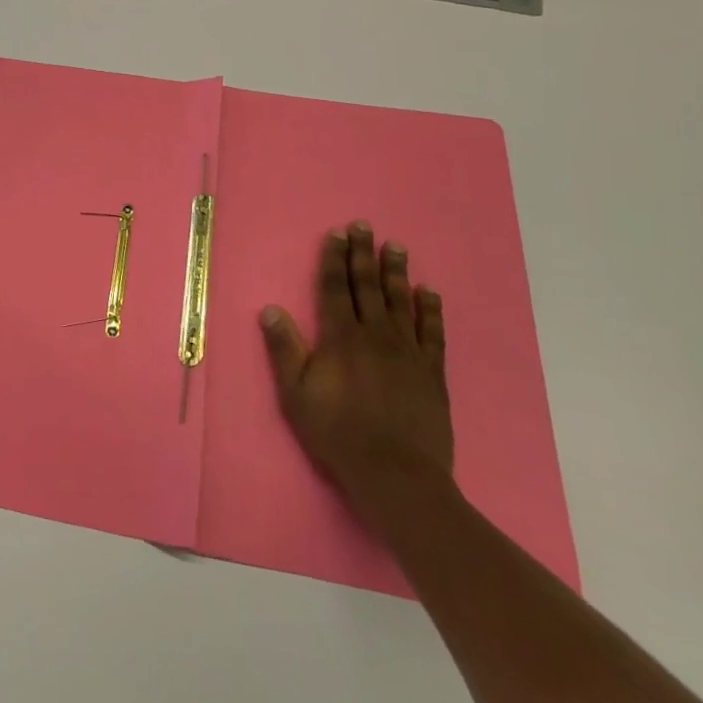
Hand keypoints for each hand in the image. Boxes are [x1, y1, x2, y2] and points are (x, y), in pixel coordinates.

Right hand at [260, 222, 453, 520]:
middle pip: (368, 287)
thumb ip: (284, 349)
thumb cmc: (336, 433)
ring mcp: (407, 353)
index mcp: (340, 339)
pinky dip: (430, 310)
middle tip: (365, 226)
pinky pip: (432, 332)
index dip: (334, 260)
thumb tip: (270, 309)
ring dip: (396, 272)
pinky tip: (429, 292)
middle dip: (363, 255)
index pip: (336, 289)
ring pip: (401, 302)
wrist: (396, 475)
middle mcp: (375, 336)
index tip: (337, 234)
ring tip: (396, 246)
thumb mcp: (295, 394)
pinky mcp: (431, 373)